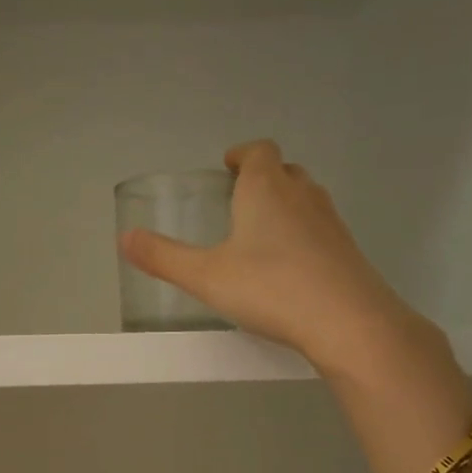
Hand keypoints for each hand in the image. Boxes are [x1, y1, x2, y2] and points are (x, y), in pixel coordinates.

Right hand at [118, 139, 429, 377]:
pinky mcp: (346, 251)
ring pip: (305, 199)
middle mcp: (302, 195)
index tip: (228, 165)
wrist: (347, 320)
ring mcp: (330, 222)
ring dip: (284, 205)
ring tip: (260, 232)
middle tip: (239, 200)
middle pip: (285, 171)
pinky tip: (287, 267)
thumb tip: (124, 238)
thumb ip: (163, 257)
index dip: (243, 154)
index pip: (259, 152)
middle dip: (263, 178)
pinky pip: (319, 229)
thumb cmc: (270, 288)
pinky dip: (301, 235)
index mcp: (266, 189)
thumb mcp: (205, 276)